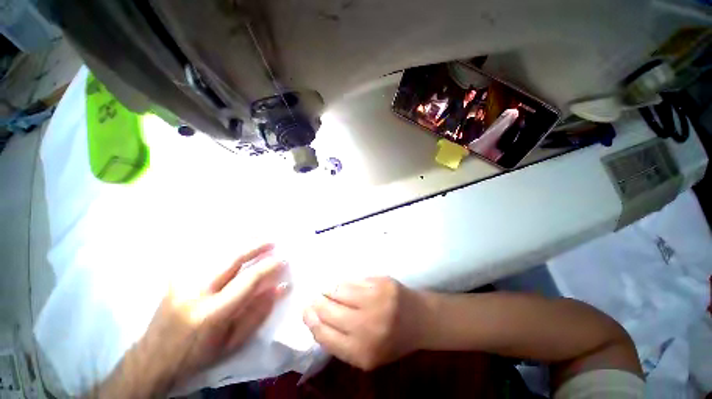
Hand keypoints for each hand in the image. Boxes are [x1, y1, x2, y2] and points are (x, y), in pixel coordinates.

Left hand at [98, 243, 287, 397]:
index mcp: (211, 313)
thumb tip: (280, 287)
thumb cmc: (197, 355)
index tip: (283, 260)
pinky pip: (205, 254)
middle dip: (256, 246)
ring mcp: (183, 280)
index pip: (247, 280)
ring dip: (242, 241)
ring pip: (218, 251)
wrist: (153, 357)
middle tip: (273, 240)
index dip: (268, 267)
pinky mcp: (177, 276)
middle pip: (232, 258)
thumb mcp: (233, 342)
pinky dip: (224, 244)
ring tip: (259, 235)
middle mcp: (195, 291)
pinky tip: (236, 241)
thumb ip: (258, 312)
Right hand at [303, 277, 429, 370]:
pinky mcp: (381, 282)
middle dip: (317, 303)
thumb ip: (342, 342)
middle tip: (314, 298)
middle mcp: (367, 326)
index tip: (306, 310)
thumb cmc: (392, 340)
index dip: (311, 321)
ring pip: (338, 290)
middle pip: (328, 310)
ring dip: (329, 290)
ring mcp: (375, 301)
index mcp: (362, 352)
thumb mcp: (366, 354)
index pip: (324, 335)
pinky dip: (345, 283)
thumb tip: (315, 320)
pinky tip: (344, 285)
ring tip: (328, 290)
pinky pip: (353, 280)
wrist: (420, 319)